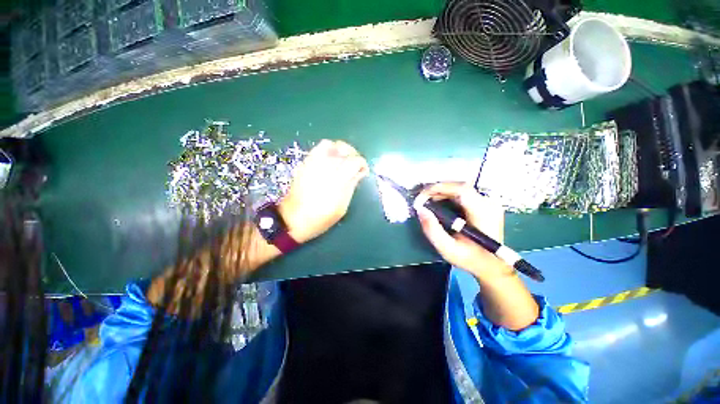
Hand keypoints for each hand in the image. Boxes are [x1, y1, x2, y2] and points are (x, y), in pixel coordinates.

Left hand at [279, 140, 368, 243]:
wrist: (293, 219)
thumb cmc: (321, 217)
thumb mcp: (342, 207)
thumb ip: (351, 186)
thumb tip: (359, 173)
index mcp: (337, 179)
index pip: (355, 161)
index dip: (362, 163)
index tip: (364, 171)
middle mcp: (326, 166)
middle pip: (344, 149)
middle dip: (353, 154)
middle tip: (355, 164)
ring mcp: (313, 163)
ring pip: (330, 144)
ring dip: (340, 149)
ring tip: (343, 159)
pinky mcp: (305, 163)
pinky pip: (318, 148)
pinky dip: (328, 150)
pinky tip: (330, 160)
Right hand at [415, 182, 512, 279]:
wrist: (493, 265)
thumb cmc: (471, 259)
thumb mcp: (448, 249)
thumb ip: (432, 230)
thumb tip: (420, 210)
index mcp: (483, 213)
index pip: (461, 190)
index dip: (439, 188)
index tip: (422, 197)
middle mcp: (489, 203)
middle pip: (459, 186)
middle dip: (437, 190)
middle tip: (421, 200)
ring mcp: (488, 201)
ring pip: (460, 188)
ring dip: (441, 192)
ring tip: (427, 201)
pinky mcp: (485, 203)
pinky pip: (463, 193)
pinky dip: (447, 195)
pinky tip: (438, 202)